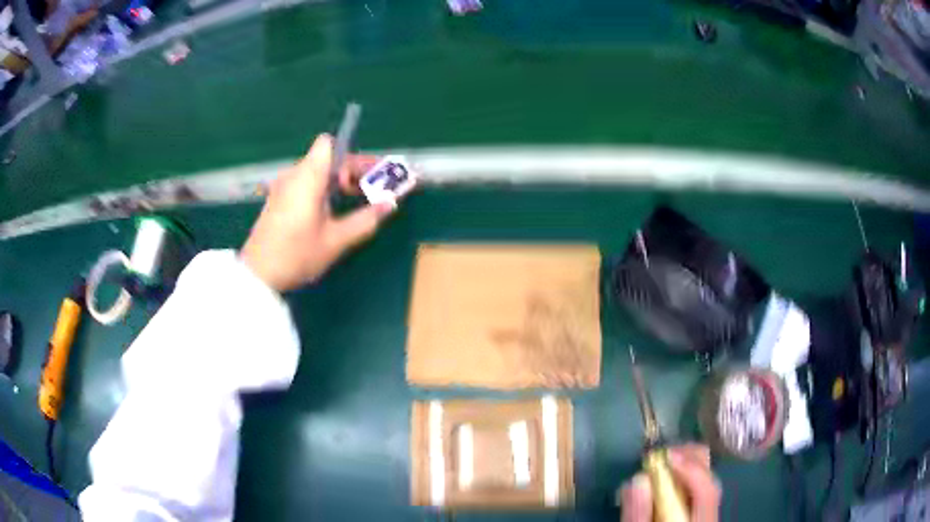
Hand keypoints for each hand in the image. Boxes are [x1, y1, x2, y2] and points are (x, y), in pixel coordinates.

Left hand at [241, 134, 393, 291]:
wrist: (257, 275)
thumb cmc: (296, 255)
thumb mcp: (336, 240)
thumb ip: (365, 219)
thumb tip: (390, 203)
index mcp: (308, 177)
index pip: (329, 144)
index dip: (350, 155)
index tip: (365, 176)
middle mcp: (294, 175)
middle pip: (326, 158)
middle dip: (352, 170)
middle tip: (373, 190)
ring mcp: (284, 187)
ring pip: (316, 171)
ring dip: (338, 181)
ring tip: (356, 201)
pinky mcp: (278, 199)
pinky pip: (305, 183)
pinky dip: (323, 189)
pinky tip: (331, 211)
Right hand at [619, 444, 720, 521]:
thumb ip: (638, 515)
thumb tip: (638, 479)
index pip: (707, 492)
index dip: (690, 469)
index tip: (666, 455)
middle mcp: (710, 518)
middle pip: (711, 483)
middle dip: (690, 462)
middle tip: (664, 453)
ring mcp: (707, 518)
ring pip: (706, 486)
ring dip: (687, 469)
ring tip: (663, 462)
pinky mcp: (699, 518)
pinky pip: (697, 494)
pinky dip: (684, 481)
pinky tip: (667, 481)